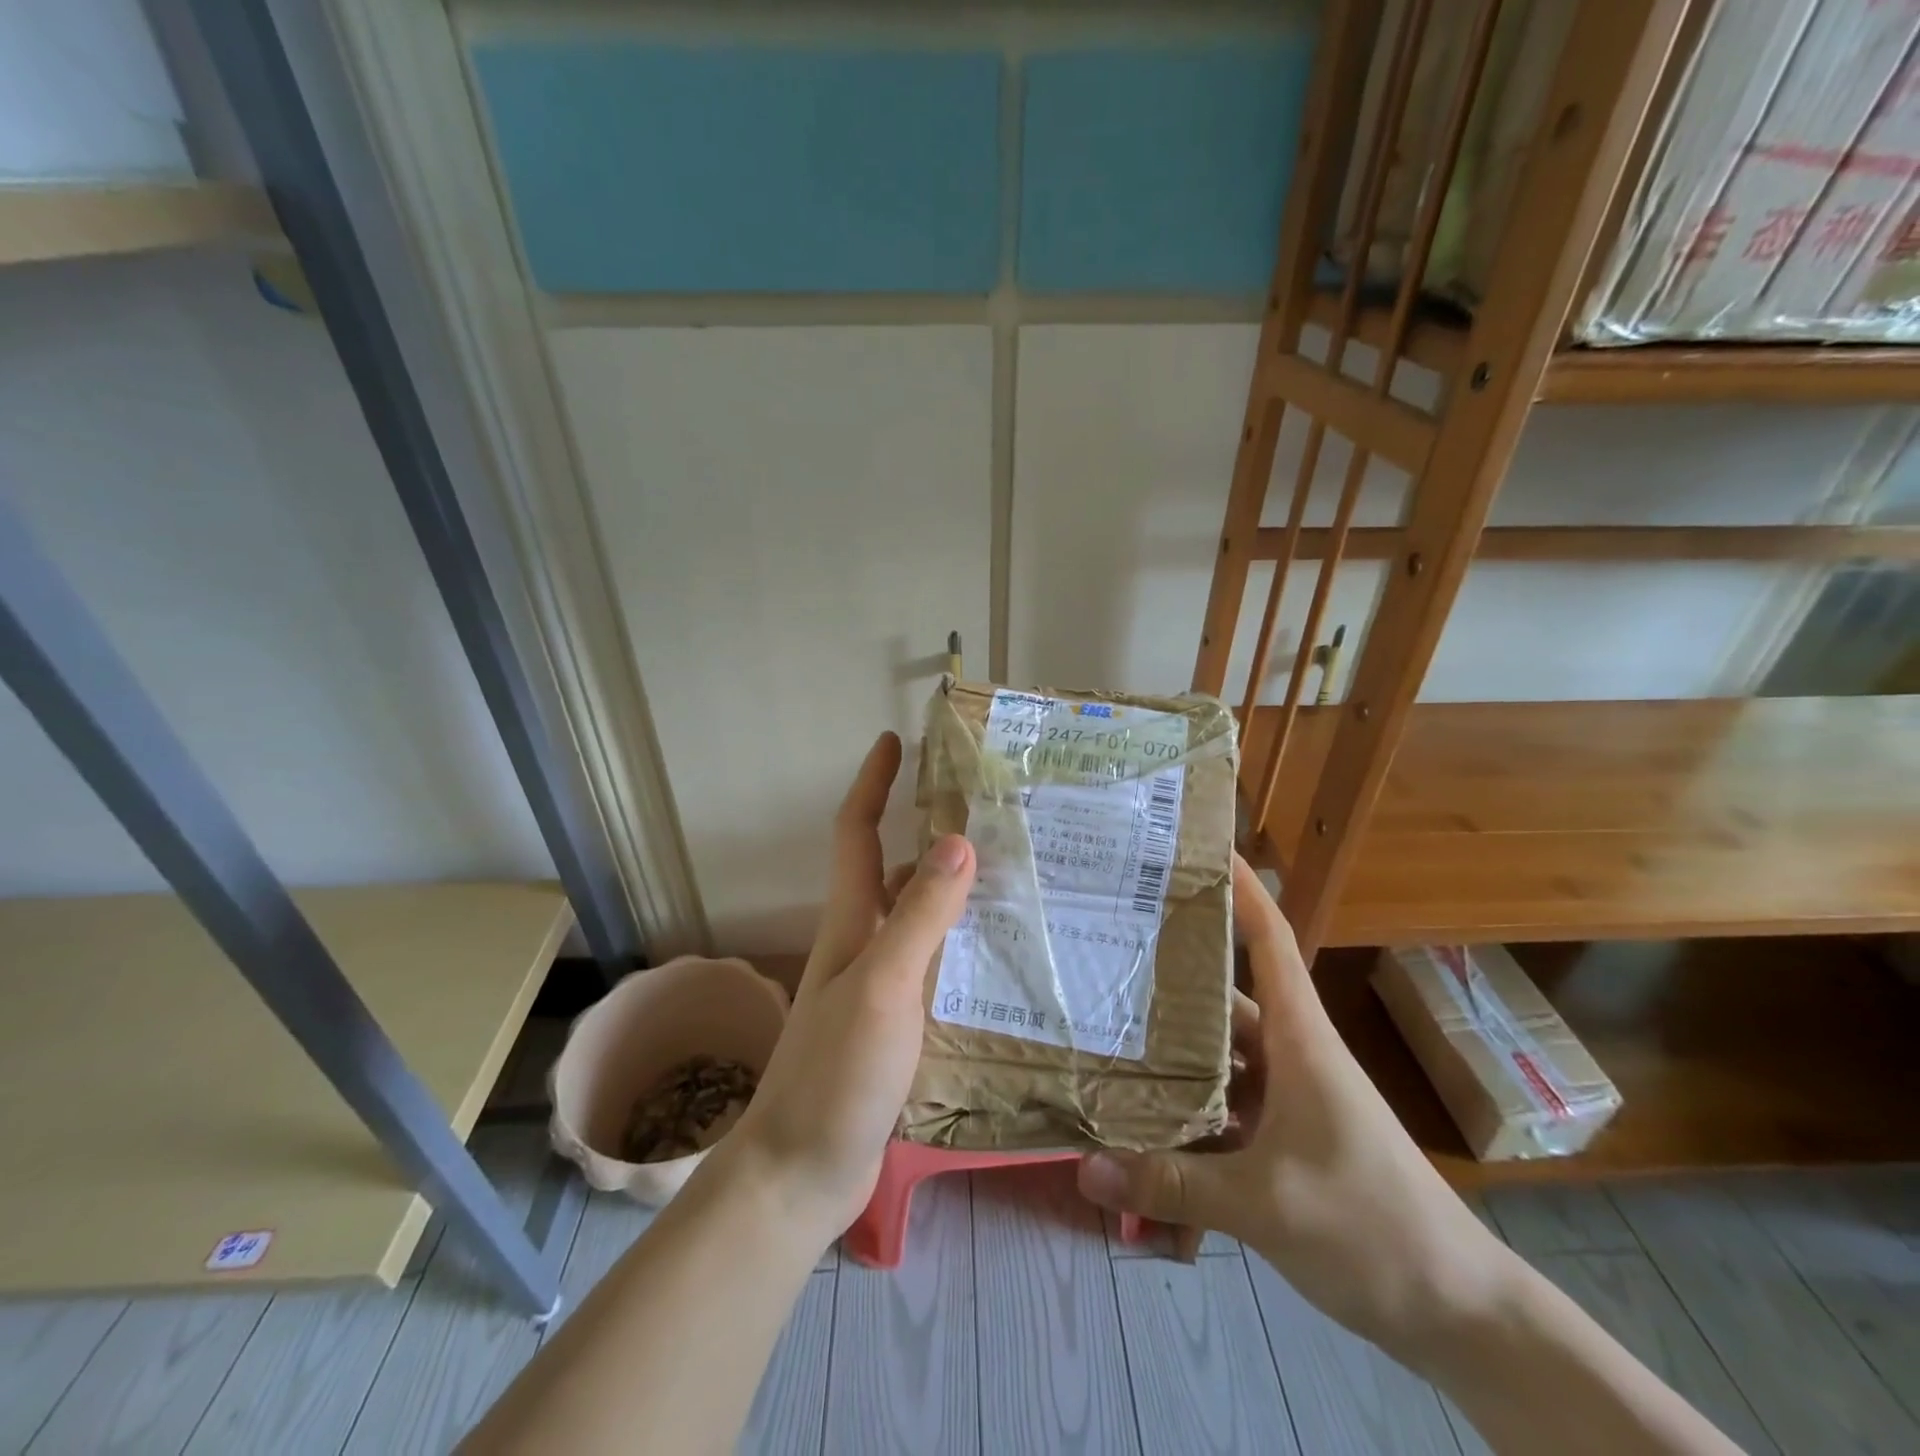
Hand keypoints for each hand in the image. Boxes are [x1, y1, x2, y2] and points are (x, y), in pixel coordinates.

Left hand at [726, 732, 974, 1243]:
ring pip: (918, 920)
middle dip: (933, 836)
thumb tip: (958, 839)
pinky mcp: (893, 1025)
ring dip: (955, 894)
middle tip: (995, 818)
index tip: (893, 739)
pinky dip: (960, 949)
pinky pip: (931, 966)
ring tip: (1018, 883)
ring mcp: (876, 986)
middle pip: (895, 871)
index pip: (857, 831)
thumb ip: (920, 916)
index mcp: (851, 922)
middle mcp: (862, 944)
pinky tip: (1000, 960)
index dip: (873, 782)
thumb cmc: (834, 1075)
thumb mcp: (882, 987)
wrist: (800, 1174)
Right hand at [1076, 856, 1508, 1360]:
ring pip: (1218, 1063)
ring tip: (1105, 1047)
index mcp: (1300, 1040)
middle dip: (1170, 979)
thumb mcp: (1266, 1205)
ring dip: (1172, 1064)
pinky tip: (1143, 1145)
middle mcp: (1291, 1056)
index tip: (1201, 849)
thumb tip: (1083, 1167)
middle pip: (1224, 999)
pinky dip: (1189, 1126)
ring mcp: (1288, 1099)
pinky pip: (1225, 1115)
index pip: (1272, 941)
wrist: (1459, 1313)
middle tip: (1108, 954)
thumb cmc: (1373, 1227)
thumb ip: (1172, 1185)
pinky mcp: (1285, 1140)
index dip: (1241, 890)